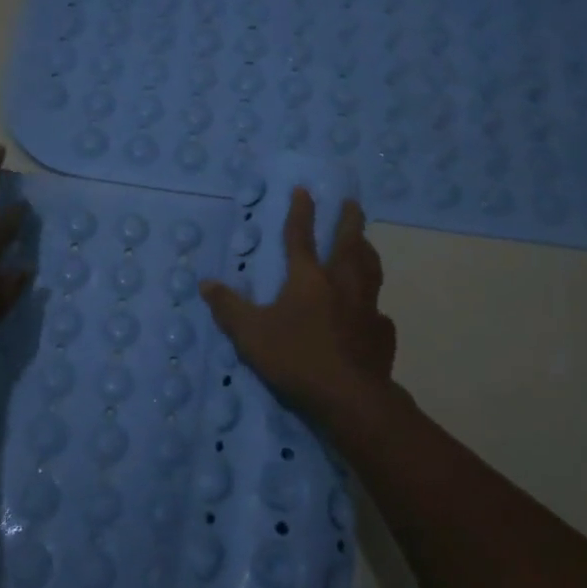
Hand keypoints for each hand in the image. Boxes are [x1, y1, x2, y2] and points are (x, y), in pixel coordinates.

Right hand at [199, 189, 397, 422]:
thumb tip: (205, 283)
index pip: (301, 237)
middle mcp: (341, 284)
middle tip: (352, 203)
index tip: (304, 190)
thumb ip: (228, 307)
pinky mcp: (381, 334)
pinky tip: (373, 312)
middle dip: (349, 220)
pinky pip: (379, 313)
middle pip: (348, 243)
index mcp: (308, 279)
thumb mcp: (250, 334)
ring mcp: (366, 308)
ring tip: (366, 243)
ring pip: (370, 270)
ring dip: (367, 251)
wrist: (348, 397)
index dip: (301, 212)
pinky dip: (374, 306)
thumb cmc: (295, 358)